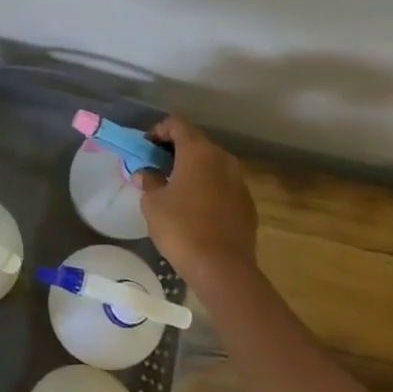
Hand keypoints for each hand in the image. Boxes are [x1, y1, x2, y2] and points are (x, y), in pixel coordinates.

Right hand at [138, 115, 258, 293]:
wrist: (222, 268)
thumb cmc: (180, 227)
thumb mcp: (153, 202)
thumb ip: (148, 180)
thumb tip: (146, 173)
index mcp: (198, 151)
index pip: (176, 123)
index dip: (158, 131)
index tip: (145, 149)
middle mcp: (223, 159)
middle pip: (196, 141)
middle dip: (174, 150)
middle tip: (156, 167)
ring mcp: (239, 181)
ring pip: (212, 164)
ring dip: (193, 169)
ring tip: (175, 188)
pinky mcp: (247, 203)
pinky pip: (223, 184)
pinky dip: (208, 187)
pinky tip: (196, 208)